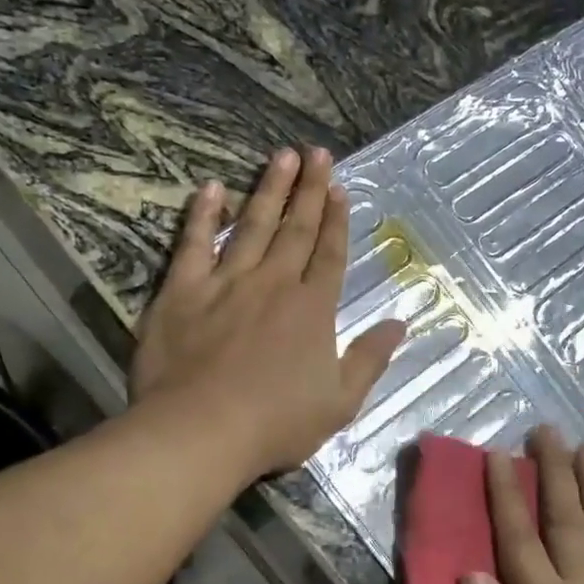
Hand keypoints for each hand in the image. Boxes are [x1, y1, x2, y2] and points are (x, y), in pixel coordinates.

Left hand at [131, 148, 405, 479]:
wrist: (201, 430)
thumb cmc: (276, 423)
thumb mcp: (340, 402)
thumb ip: (369, 360)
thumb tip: (400, 324)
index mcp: (312, 309)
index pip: (330, 254)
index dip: (337, 221)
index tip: (341, 189)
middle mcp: (273, 283)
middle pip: (296, 229)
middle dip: (310, 190)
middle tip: (318, 153)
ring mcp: (226, 282)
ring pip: (252, 225)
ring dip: (269, 189)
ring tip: (282, 156)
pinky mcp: (182, 290)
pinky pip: (194, 243)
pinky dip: (202, 214)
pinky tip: (212, 188)